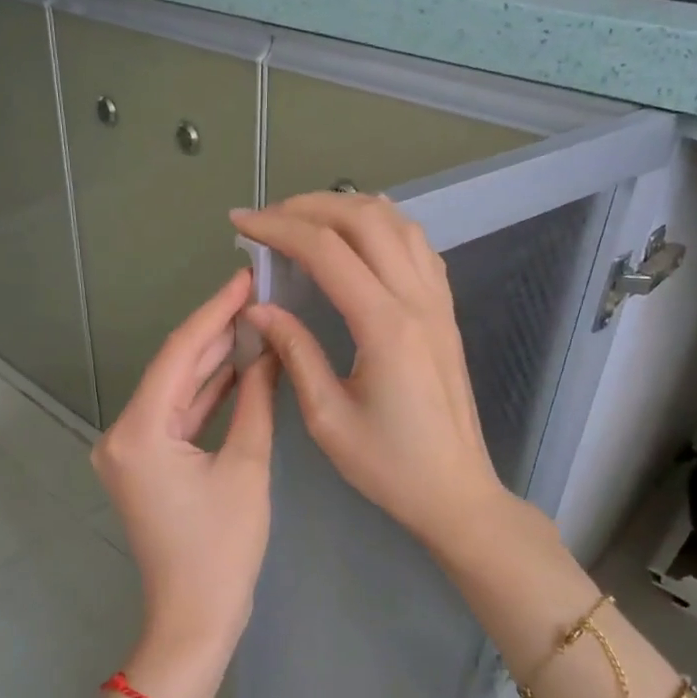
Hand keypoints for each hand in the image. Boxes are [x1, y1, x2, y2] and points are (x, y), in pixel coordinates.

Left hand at [92, 270, 278, 697]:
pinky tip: (239, 367)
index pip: (180, 353)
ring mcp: (129, 449)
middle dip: (216, 331)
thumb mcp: (245, 467)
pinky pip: (177, 417)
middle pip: (174, 368)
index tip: (245, 276)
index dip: (215, 311)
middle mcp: (122, 433)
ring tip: (254, 319)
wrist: (194, 619)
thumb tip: (268, 349)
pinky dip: (206, 395)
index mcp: (139, 431)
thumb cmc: (222, 550)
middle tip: (257, 292)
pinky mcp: (144, 464)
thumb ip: (254, 400)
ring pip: (176, 391)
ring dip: (213, 361)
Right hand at [230, 194, 509, 549]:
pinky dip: (384, 225)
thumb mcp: (327, 418)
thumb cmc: (388, 466)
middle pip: (364, 219)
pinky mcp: (445, 312)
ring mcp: (437, 302)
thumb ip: (295, 352)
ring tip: (306, 218)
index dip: (278, 228)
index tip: (241, 223)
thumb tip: (260, 308)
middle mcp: (416, 300)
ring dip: (348, 208)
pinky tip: (360, 234)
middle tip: (268, 218)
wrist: (454, 490)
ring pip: (397, 224)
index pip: (326, 250)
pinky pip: (418, 247)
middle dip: (310, 206)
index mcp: (384, 327)